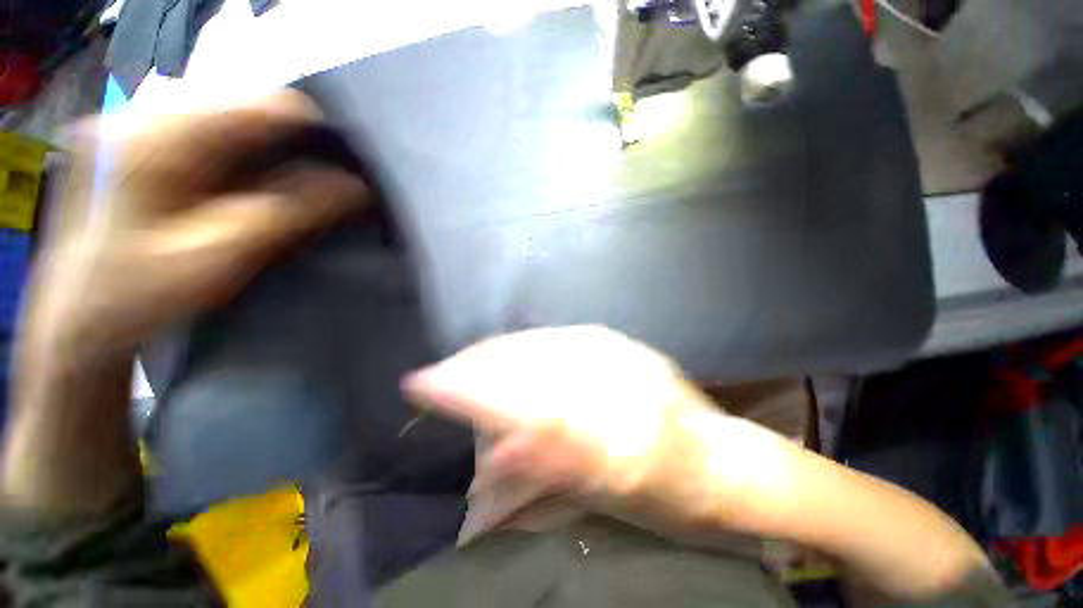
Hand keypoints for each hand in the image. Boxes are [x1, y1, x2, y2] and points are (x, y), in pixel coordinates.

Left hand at [22, 91, 366, 367]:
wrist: (78, 320)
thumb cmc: (142, 294)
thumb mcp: (223, 256)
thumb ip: (290, 212)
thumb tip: (356, 187)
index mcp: (157, 137)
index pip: (264, 106)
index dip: (315, 135)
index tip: (343, 171)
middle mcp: (139, 112)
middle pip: (243, 106)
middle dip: (287, 145)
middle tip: (311, 188)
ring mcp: (129, 121)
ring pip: (224, 116)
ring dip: (261, 150)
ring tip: (277, 188)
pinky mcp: (127, 138)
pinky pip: (201, 129)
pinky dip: (233, 153)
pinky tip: (237, 185)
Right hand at [403, 326, 794, 533]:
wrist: (723, 459)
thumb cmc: (675, 489)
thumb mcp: (614, 490)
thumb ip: (550, 467)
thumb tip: (489, 455)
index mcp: (602, 407)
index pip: (513, 391)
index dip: (463, 386)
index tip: (420, 382)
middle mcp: (603, 364)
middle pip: (520, 358)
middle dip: (473, 365)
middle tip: (437, 374)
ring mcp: (608, 345)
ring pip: (533, 342)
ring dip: (494, 353)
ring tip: (464, 362)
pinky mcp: (613, 341)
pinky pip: (555, 338)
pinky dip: (523, 346)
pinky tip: (508, 351)